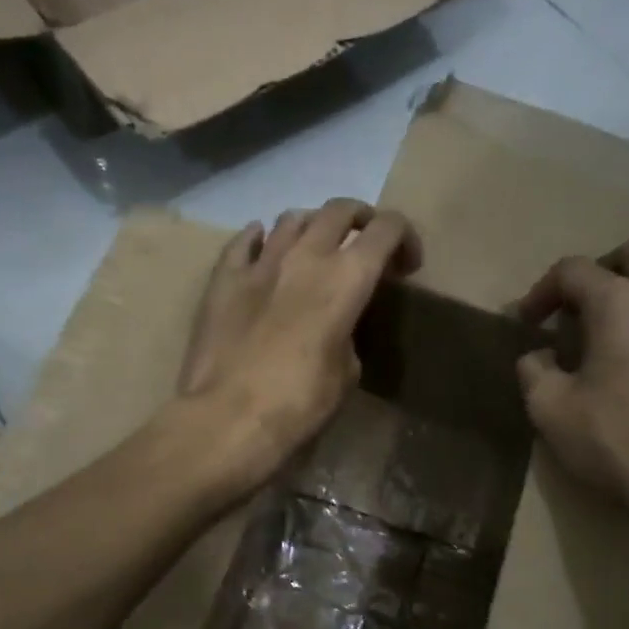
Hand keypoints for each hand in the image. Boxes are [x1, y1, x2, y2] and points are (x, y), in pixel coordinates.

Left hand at [178, 198, 421, 492]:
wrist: (227, 418)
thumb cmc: (299, 403)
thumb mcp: (346, 374)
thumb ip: (348, 335)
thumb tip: (336, 328)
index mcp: (346, 278)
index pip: (387, 228)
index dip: (405, 238)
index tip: (406, 266)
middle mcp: (306, 256)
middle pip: (340, 210)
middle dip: (361, 220)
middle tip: (365, 246)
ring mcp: (260, 262)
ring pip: (292, 218)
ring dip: (312, 226)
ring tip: (314, 250)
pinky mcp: (223, 278)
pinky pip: (245, 240)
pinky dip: (261, 238)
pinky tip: (263, 248)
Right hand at [515, 237, 628, 556]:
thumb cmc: (616, 441)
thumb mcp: (550, 409)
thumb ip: (534, 371)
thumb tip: (538, 356)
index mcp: (622, 303)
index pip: (574, 270)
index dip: (541, 291)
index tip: (527, 324)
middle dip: (604, 268)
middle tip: (580, 306)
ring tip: (609, 339)